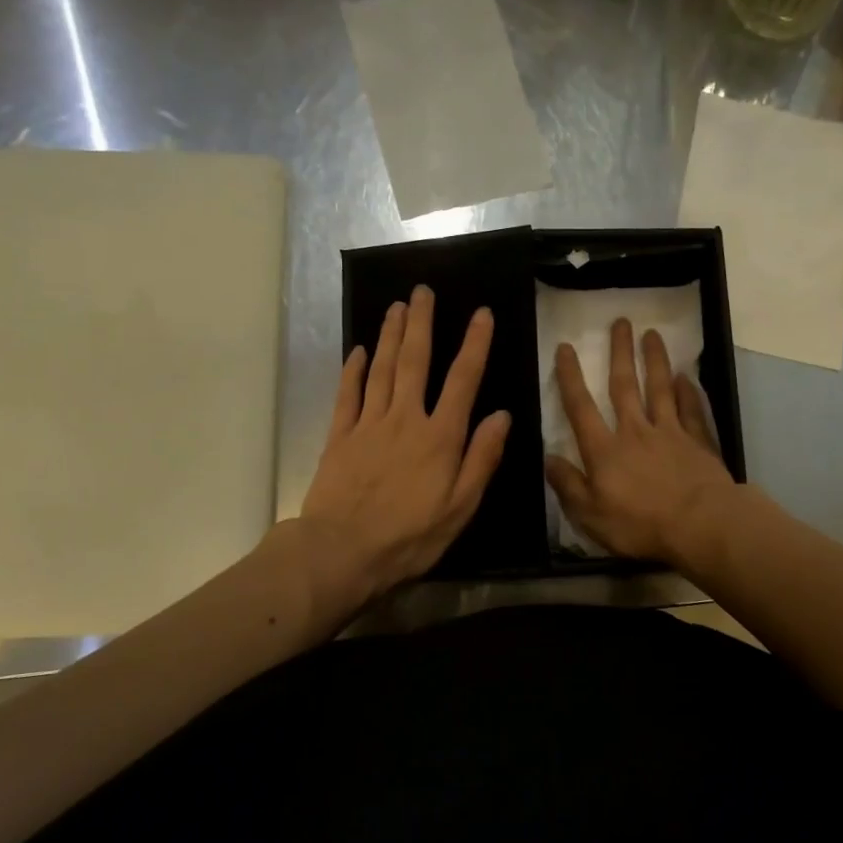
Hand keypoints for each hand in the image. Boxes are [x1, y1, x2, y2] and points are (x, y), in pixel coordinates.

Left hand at [299, 285, 511, 603]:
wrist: (342, 551)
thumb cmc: (409, 536)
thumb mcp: (460, 507)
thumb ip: (482, 459)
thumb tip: (502, 416)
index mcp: (440, 437)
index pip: (462, 380)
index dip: (474, 345)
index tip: (480, 313)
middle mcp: (405, 419)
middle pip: (414, 361)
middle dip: (421, 323)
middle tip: (422, 290)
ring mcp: (368, 425)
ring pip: (380, 369)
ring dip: (389, 335)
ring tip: (396, 306)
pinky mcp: (339, 437)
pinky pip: (348, 395)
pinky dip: (353, 370)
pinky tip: (357, 351)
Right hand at [545, 318, 734, 566]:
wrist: (700, 524)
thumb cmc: (640, 524)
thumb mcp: (590, 515)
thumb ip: (568, 485)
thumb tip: (547, 459)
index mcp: (604, 450)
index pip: (581, 407)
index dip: (571, 377)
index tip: (566, 348)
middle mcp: (635, 431)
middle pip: (624, 386)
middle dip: (619, 353)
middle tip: (620, 321)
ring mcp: (670, 433)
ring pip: (659, 388)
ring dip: (654, 360)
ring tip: (652, 333)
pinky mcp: (698, 441)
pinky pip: (691, 410)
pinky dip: (688, 391)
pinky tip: (685, 377)